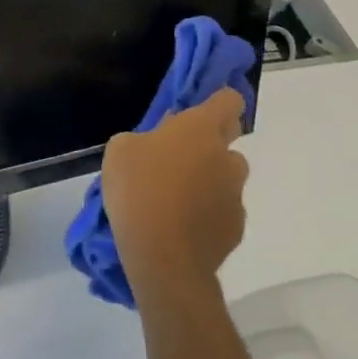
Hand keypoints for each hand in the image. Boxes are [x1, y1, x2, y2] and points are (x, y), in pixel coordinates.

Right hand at [101, 89, 249, 296]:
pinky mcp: (236, 228)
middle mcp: (226, 157)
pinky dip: (208, 212)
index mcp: (200, 129)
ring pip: (226, 178)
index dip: (218, 100)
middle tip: (178, 157)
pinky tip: (182, 225)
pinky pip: (223, 210)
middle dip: (210, 143)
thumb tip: (159, 141)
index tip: (199, 110)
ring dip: (209, 180)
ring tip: (177, 198)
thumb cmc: (138, 189)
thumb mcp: (121, 149)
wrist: (163, 258)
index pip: (228, 100)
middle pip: (230, 140)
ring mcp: (235, 195)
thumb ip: (145, 137)